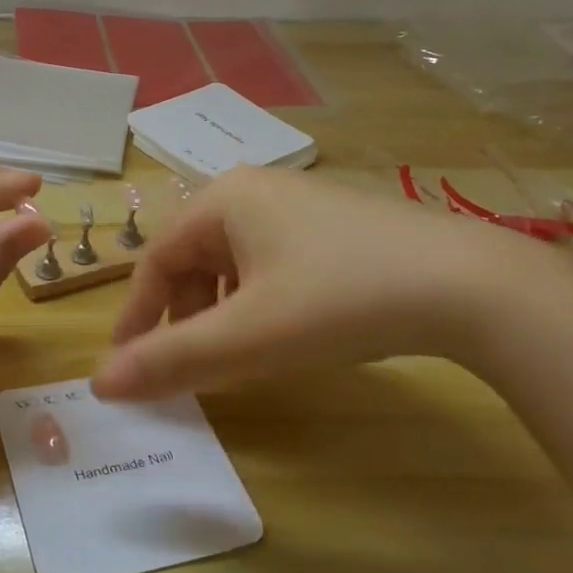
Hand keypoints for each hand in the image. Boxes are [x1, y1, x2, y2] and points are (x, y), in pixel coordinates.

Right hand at [93, 167, 520, 401]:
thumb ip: (171, 360)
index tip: (127, 365)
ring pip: (232, 260)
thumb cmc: (341, 299)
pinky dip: (257, 299)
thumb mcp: (249, 336)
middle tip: (183, 366)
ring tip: (231, 354)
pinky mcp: (335, 223)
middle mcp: (254, 188)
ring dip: (219, 310)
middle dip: (181, 314)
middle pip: (192, 257)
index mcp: (222, 199)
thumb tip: (100, 384)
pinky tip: (280, 330)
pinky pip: (271, 260)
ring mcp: (299, 202)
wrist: (472, 285)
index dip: (136, 315)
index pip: (155, 260)